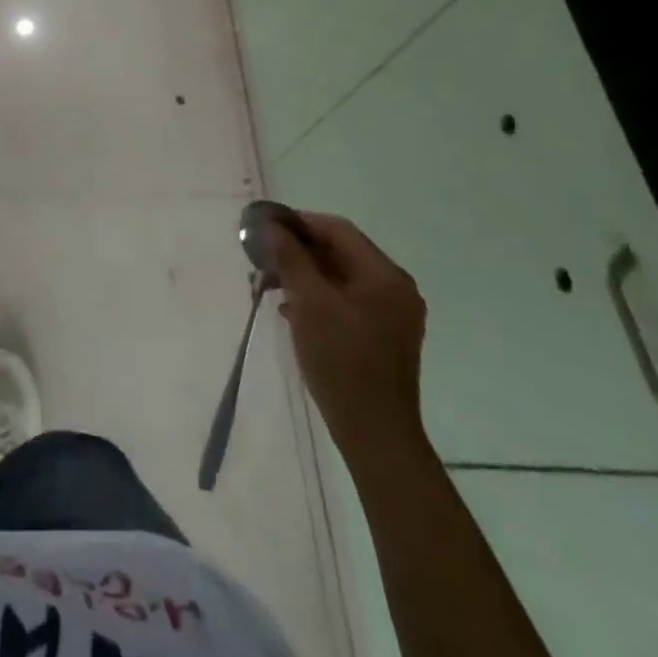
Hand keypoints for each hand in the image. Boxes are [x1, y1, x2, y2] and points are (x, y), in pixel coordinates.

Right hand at [271, 211, 428, 466]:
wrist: (375, 434)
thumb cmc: (342, 360)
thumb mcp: (309, 302)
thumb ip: (290, 257)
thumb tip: (270, 225)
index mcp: (384, 275)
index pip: (337, 229)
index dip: (299, 222)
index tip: (264, 228)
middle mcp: (395, 288)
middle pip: (340, 252)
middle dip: (298, 251)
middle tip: (263, 258)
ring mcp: (393, 314)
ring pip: (341, 277)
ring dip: (305, 275)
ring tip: (270, 285)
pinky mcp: (384, 336)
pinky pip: (347, 300)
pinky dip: (319, 297)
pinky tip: (292, 310)